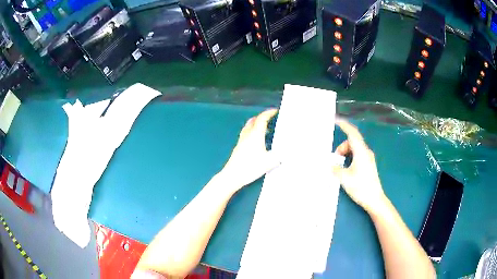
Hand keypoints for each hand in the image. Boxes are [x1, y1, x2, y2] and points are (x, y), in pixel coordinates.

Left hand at [219, 109, 279, 192]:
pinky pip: (246, 134)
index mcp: (255, 135)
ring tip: (265, 129)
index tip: (275, 111)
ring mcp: (241, 141)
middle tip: (270, 118)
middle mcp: (247, 135)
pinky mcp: (238, 147)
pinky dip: (252, 132)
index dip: (269, 113)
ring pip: (248, 127)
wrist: (233, 175)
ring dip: (256, 124)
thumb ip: (279, 155)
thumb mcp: (269, 162)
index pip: (262, 119)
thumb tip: (287, 151)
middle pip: (253, 120)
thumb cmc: (251, 167)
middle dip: (262, 117)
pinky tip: (256, 141)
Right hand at [332, 119, 385, 213]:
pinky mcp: (368, 165)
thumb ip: (335, 168)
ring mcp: (368, 158)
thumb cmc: (361, 187)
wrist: (374, 200)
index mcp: (361, 152)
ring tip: (339, 167)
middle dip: (341, 148)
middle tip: (334, 160)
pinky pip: (356, 156)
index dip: (344, 125)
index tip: (335, 120)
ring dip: (344, 154)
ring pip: (353, 149)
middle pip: (351, 142)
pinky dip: (349, 158)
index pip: (352, 133)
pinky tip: (346, 169)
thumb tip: (329, 164)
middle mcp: (366, 152)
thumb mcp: (344, 178)